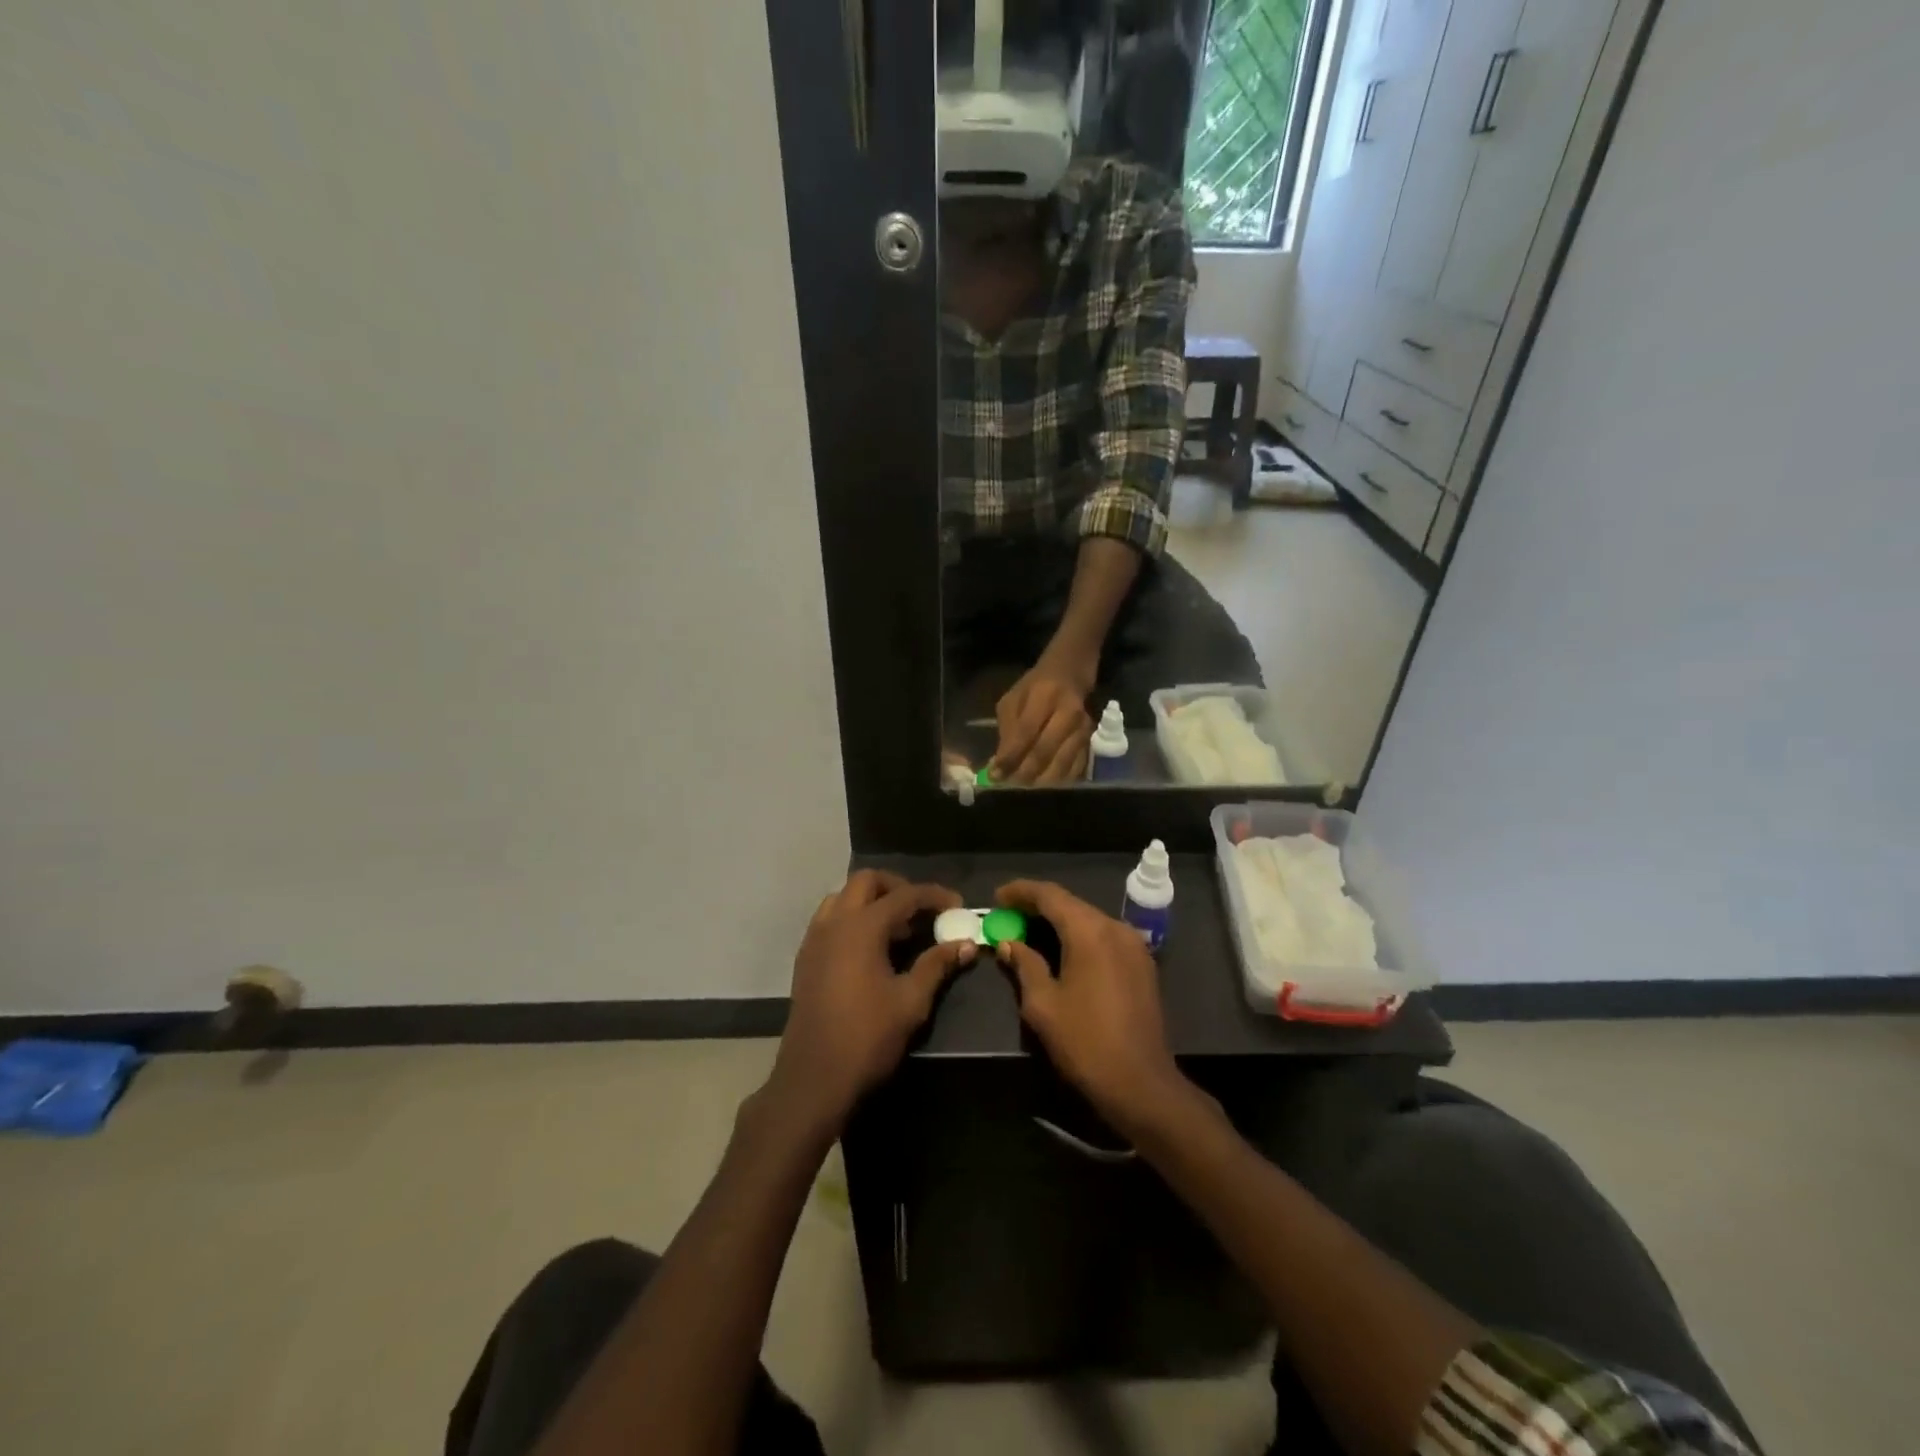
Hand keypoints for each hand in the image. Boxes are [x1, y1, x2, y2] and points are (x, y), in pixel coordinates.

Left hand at [769, 871, 971, 1134]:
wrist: (813, 1079)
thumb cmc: (867, 1038)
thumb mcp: (911, 1002)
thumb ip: (937, 965)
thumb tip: (966, 944)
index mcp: (861, 927)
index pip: (904, 895)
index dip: (933, 895)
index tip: (957, 904)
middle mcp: (834, 922)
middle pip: (867, 882)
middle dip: (898, 887)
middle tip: (923, 910)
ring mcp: (814, 939)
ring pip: (843, 897)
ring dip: (872, 900)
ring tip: (897, 928)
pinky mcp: (805, 958)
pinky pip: (830, 919)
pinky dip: (853, 917)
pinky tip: (871, 948)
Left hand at [991, 653, 1095, 784]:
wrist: (1072, 672)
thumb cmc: (1036, 686)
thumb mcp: (1014, 699)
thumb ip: (1007, 730)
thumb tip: (1000, 764)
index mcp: (1045, 696)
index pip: (1026, 732)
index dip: (1010, 757)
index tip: (995, 775)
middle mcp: (1069, 713)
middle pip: (1044, 752)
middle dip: (1024, 773)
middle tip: (1009, 784)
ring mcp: (1084, 728)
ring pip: (1061, 764)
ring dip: (1040, 780)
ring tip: (1024, 785)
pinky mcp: (1092, 740)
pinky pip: (1075, 768)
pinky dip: (1058, 780)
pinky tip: (1044, 781)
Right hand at [993, 879, 1188, 1137]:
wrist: (1141, 1084)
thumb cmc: (1085, 1043)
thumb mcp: (1042, 1005)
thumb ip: (1024, 965)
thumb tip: (1009, 944)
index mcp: (1090, 931)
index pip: (1050, 895)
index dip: (1021, 891)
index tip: (997, 897)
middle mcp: (1115, 928)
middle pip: (1071, 904)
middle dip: (1038, 906)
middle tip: (1009, 916)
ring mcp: (1134, 945)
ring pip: (1089, 919)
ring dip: (1060, 921)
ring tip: (1030, 931)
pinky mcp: (1142, 964)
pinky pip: (1104, 936)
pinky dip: (1080, 936)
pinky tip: (1062, 951)